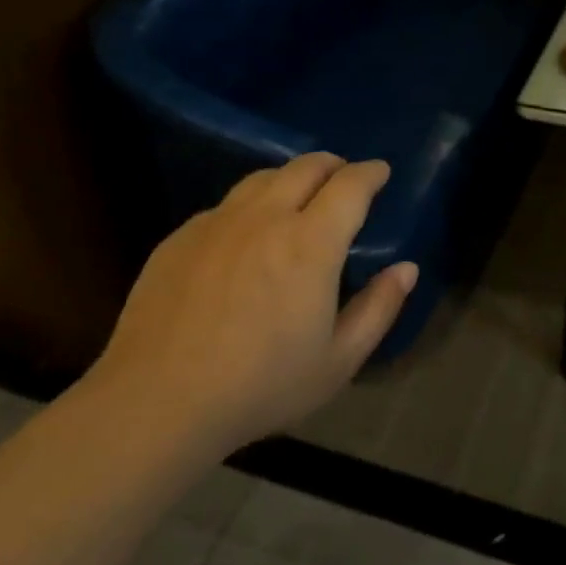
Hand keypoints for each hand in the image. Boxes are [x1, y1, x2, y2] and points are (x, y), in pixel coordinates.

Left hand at [87, 154, 416, 453]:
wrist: (159, 400)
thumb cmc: (261, 386)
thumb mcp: (338, 361)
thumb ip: (379, 308)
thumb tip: (406, 268)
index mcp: (310, 244)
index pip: (349, 186)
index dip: (370, 173)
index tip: (380, 172)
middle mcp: (264, 218)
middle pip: (305, 167)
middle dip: (333, 164)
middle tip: (344, 177)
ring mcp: (216, 222)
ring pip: (261, 178)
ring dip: (290, 177)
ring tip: (299, 195)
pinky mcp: (180, 236)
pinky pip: (225, 206)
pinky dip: (250, 206)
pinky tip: (246, 234)